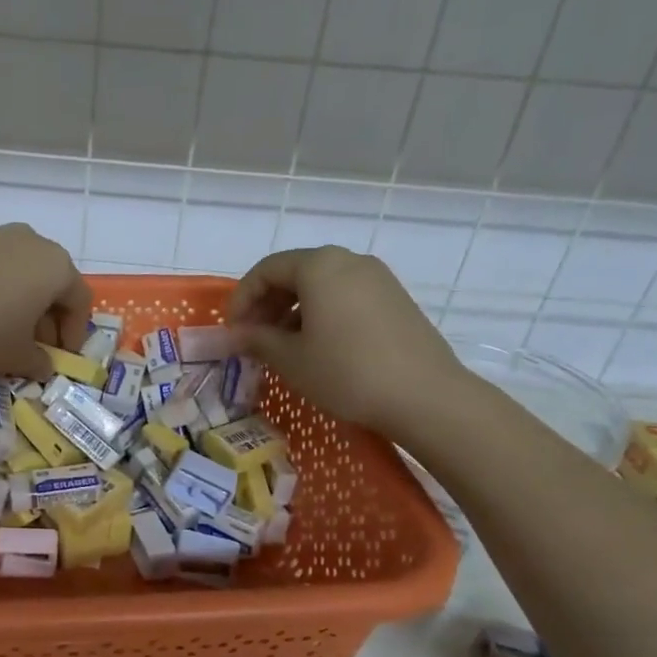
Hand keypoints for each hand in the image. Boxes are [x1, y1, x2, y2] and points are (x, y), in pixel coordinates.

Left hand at [0, 224, 92, 379]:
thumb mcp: (16, 357)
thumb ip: (39, 362)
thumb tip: (43, 366)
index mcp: (53, 265)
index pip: (78, 299)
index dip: (75, 331)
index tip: (63, 355)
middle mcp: (25, 240)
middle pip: (46, 279)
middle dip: (44, 313)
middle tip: (33, 343)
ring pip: (10, 267)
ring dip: (11, 296)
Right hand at [227, 246, 469, 434]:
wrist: (424, 395)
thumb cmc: (346, 371)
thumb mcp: (291, 358)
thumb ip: (257, 339)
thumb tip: (235, 334)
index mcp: (319, 265)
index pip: (266, 270)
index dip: (242, 299)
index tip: (233, 330)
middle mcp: (349, 260)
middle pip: (295, 272)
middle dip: (267, 303)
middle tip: (253, 338)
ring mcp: (377, 278)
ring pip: (321, 285)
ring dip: (293, 310)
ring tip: (283, 346)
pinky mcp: (395, 299)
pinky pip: (345, 296)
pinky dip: (322, 313)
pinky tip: (318, 346)